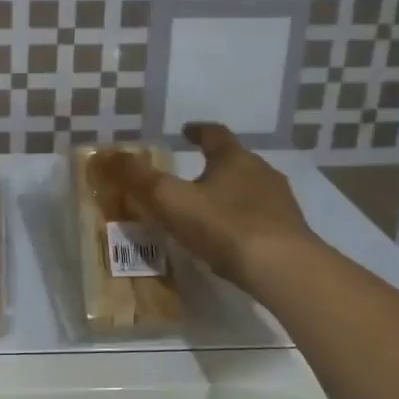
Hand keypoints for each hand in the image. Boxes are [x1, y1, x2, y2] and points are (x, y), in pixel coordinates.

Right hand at [107, 123, 319, 294]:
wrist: (283, 268)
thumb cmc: (224, 226)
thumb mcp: (171, 200)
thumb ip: (139, 178)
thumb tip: (107, 156)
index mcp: (234, 158)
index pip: (215, 134)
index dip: (198, 131)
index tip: (186, 130)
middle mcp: (262, 173)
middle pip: (236, 162)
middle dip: (215, 165)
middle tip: (194, 175)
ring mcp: (281, 203)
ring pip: (251, 190)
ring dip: (232, 194)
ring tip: (211, 210)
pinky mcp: (291, 232)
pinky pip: (262, 219)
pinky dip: (245, 222)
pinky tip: (233, 240)